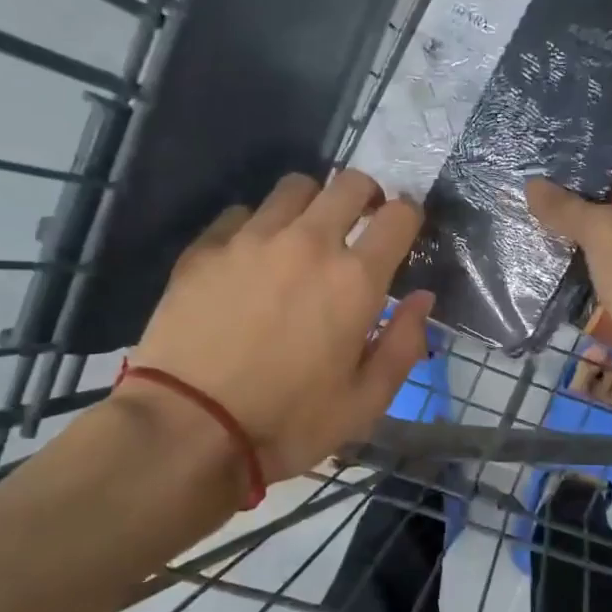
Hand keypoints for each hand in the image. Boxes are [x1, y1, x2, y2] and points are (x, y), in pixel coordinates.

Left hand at [126, 170, 433, 485]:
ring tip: (304, 237)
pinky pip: (242, 214)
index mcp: (355, 279)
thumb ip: (403, 344)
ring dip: (312, 205)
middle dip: (365, 197)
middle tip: (360, 225)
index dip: (408, 217)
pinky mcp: (206, 248)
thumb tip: (421, 299)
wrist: (189, 428)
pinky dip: (257, 226)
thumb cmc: (288, 423)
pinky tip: (250, 258)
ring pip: (294, 188)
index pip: (399, 216)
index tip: (402, 233)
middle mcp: (308, 243)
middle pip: (349, 183)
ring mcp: (252, 239)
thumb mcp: (365, 402)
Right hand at [526, 170, 611, 412]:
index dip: (600, 175)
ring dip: (592, 244)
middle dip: (591, 210)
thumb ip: (568, 209)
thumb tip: (533, 185)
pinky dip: (598, 273)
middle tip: (547, 207)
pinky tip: (567, 271)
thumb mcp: (603, 233)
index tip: (559, 179)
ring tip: (549, 235)